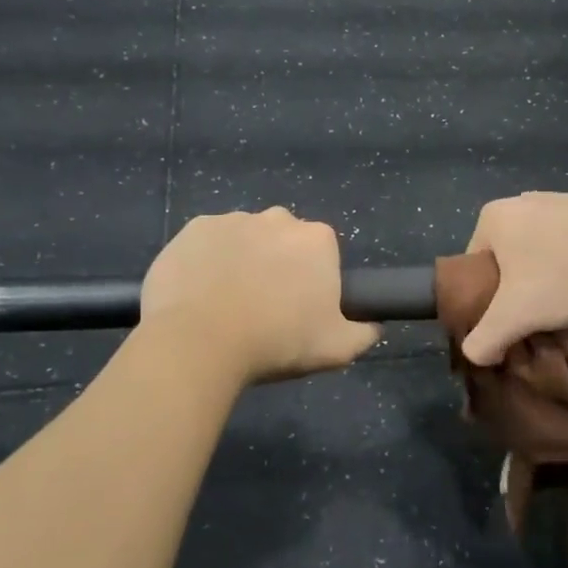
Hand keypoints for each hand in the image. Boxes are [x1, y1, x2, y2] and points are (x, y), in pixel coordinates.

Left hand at [140, 208, 380, 383]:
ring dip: (240, 262)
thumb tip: (373, 325)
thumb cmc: (276, 341)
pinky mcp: (194, 228)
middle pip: (283, 241)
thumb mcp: (336, 349)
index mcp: (317, 239)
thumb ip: (363, 333)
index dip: (312, 281)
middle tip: (263, 308)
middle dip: (277, 266)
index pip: (322, 254)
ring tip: (225, 305)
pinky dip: (206, 262)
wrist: (198, 340)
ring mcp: (232, 219)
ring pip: (244, 239)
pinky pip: (207, 243)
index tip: (299, 310)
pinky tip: (198, 293)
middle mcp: (278, 218)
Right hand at [460, 192, 567, 365]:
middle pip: (508, 257)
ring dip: (550, 275)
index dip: (486, 299)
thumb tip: (472, 354)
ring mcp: (559, 199)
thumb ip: (485, 337)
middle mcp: (520, 200)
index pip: (474, 266)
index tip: (508, 320)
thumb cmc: (566, 274)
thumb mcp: (517, 315)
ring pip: (541, 249)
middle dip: (520, 287)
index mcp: (493, 217)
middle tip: (538, 316)